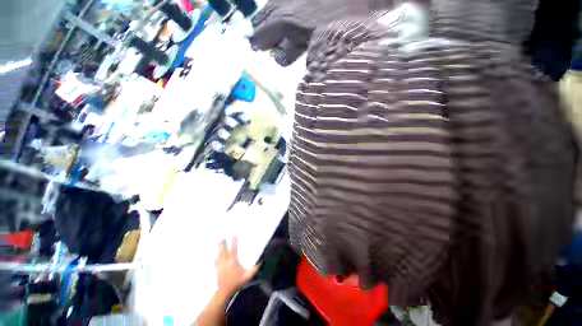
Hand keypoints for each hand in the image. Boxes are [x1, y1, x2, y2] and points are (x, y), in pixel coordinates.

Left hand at [214, 237, 259, 296]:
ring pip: (219, 254)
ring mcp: (220, 266)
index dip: (234, 241)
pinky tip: (215, 256)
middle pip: (224, 250)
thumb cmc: (237, 283)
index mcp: (233, 262)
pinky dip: (216, 257)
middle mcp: (226, 262)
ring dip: (219, 248)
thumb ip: (255, 269)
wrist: (225, 292)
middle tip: (223, 237)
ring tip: (219, 241)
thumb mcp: (248, 276)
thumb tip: (262, 261)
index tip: (235, 234)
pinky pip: (216, 261)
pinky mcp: (217, 269)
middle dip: (223, 243)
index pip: (233, 249)